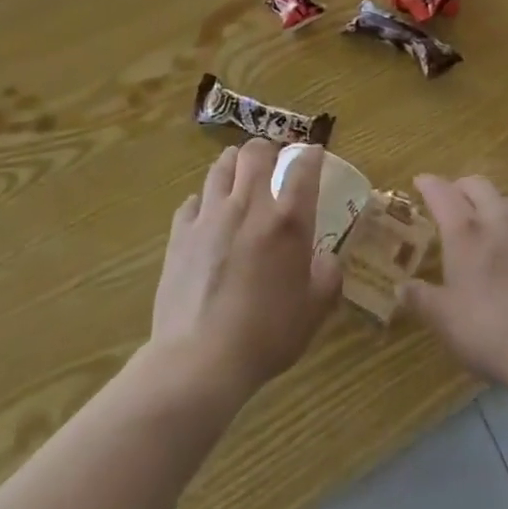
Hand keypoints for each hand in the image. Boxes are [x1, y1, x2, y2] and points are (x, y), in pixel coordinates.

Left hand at [149, 140, 341, 401]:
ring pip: (221, 167)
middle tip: (272, 160)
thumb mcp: (314, 310)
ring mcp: (210, 216)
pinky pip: (192, 202)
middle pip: (255, 152)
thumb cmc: (266, 335)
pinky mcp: (180, 234)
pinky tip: (206, 213)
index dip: (310, 154)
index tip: (313, 153)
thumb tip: (327, 258)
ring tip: (238, 172)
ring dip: (233, 163)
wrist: (200, 360)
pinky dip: (203, 201)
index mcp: (287, 220)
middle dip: (266, 148)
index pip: (303, 168)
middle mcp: (249, 205)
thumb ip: (328, 276)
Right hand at [400, 174, 507, 388]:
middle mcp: (497, 223)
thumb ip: (421, 299)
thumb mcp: (444, 320)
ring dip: (492, 201)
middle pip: (479, 186)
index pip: (443, 194)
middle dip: (461, 185)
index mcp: (465, 233)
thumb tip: (401, 287)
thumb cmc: (488, 329)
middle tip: (450, 196)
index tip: (420, 181)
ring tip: (484, 217)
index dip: (429, 184)